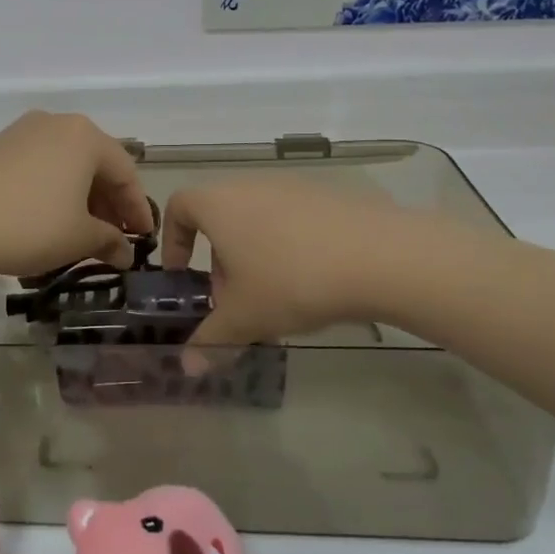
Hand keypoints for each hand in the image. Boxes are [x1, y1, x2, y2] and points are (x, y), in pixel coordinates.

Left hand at [0, 112, 155, 280]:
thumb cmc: (28, 226)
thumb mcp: (78, 239)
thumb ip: (108, 242)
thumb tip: (124, 253)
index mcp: (84, 136)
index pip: (125, 173)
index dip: (137, 210)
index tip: (142, 240)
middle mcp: (54, 124)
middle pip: (94, 164)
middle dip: (108, 203)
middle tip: (113, 239)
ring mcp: (20, 133)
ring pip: (64, 165)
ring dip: (79, 198)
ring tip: (80, 233)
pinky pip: (37, 168)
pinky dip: (51, 192)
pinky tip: (46, 221)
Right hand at [162, 179, 444, 345]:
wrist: (381, 257)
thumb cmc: (291, 280)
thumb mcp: (245, 318)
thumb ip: (211, 340)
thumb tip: (187, 368)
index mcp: (218, 204)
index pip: (178, 207)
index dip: (173, 240)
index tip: (182, 275)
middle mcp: (250, 185)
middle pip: (220, 217)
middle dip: (218, 259)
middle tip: (232, 299)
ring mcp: (293, 186)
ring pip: (257, 219)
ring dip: (254, 255)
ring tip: (275, 296)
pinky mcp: (329, 195)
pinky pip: (293, 220)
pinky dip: (289, 246)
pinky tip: (314, 281)